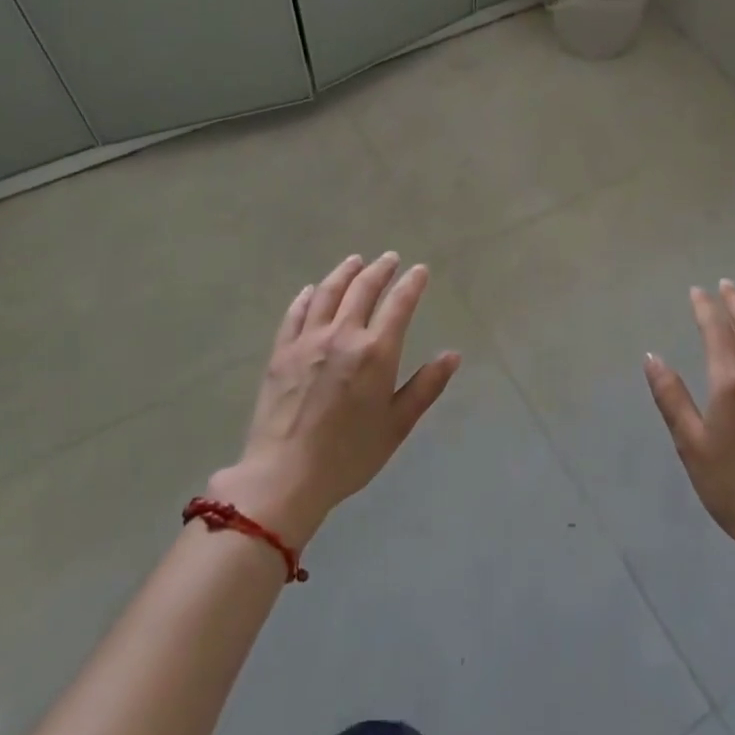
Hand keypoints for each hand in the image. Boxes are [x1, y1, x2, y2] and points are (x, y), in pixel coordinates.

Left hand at [209, 253, 460, 545]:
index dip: (411, 284)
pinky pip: (295, 313)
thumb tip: (453, 355)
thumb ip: (426, 386)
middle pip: (363, 289)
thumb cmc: (349, 455)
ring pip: (328, 293)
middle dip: (380, 270)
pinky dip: (306, 296)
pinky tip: (311, 290)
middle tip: (390, 258)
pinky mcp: (281, 352)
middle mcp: (342, 335)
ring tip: (355, 261)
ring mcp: (308, 341)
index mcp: (376, 352)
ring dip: (344, 273)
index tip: (419, 270)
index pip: (399, 304)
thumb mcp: (397, 424)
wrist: (285, 476)